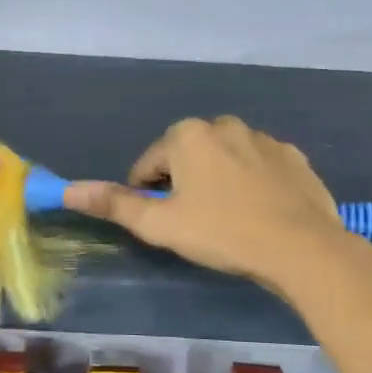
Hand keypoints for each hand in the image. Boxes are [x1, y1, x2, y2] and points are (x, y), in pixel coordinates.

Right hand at [62, 116, 355, 296]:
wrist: (302, 247)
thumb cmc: (223, 233)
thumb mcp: (161, 224)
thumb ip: (115, 203)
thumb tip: (69, 189)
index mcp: (187, 135)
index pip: (148, 165)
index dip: (149, 196)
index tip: (166, 223)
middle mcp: (224, 125)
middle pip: (187, 157)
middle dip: (184, 184)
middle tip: (196, 223)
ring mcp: (263, 138)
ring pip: (224, 159)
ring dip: (218, 181)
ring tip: (229, 220)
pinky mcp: (293, 156)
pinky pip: (259, 166)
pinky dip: (252, 183)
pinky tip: (260, 212)